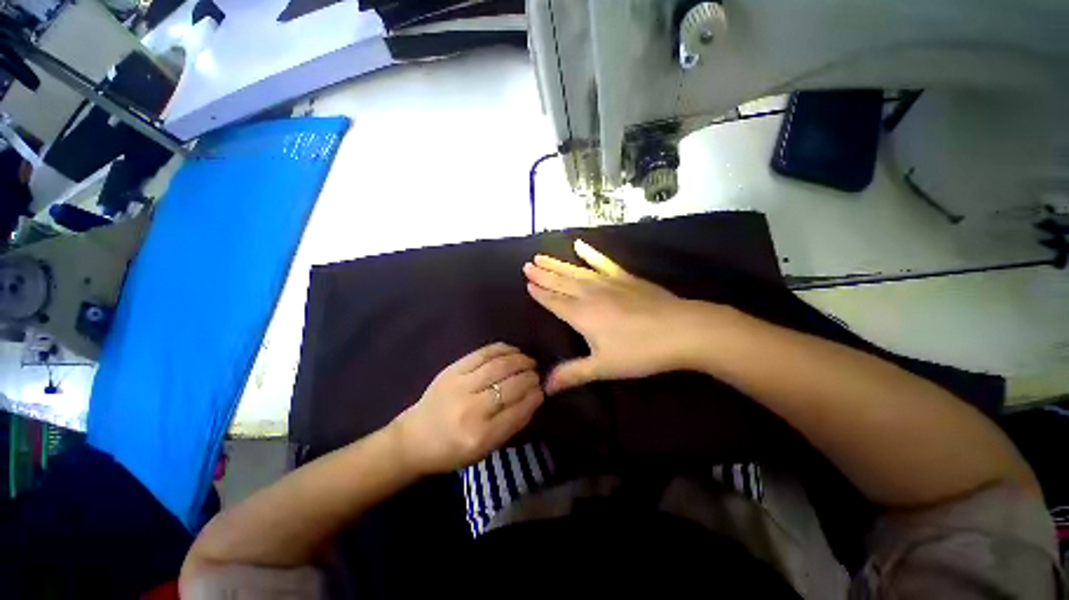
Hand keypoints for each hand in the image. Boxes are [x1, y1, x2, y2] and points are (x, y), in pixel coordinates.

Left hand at [390, 342, 543, 473]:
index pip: (518, 411)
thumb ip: (512, 425)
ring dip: (520, 360)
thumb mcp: (485, 450)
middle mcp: (471, 409)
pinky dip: (502, 349)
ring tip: (529, 361)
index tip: (542, 390)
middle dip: (530, 377)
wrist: (414, 439)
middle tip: (537, 374)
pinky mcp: (452, 370)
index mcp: (480, 436)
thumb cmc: (452, 450)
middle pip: (510, 386)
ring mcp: (459, 386)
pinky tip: (513, 351)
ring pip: (499, 366)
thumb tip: (534, 398)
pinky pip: (482, 354)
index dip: (534, 397)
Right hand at [524, 240, 714, 393]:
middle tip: (527, 264)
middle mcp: (589, 294)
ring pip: (576, 271)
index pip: (553, 301)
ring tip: (542, 256)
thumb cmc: (639, 351)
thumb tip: (544, 387)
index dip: (540, 293)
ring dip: (558, 264)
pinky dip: (591, 253)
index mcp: (581, 315)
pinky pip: (603, 262)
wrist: (681, 330)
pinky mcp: (625, 277)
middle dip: (543, 274)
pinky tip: (580, 245)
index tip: (527, 282)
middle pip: (561, 282)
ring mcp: (608, 283)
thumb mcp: (603, 367)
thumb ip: (572, 374)